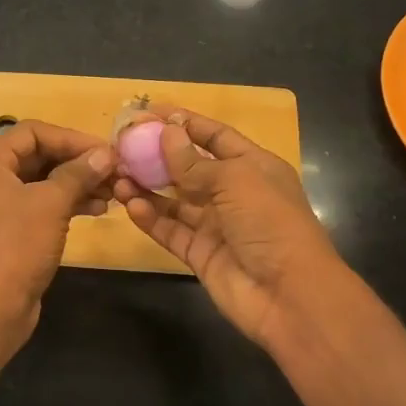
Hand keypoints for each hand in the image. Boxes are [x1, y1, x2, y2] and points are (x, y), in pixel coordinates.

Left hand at [0, 119, 114, 341]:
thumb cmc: (17, 245)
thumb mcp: (51, 203)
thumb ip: (78, 173)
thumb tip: (105, 154)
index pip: (34, 132)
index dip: (72, 138)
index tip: (107, 152)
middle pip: (38, 155)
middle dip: (77, 162)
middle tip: (115, 172)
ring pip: (43, 181)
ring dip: (77, 183)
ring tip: (112, 193)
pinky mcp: (10, 230)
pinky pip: (41, 205)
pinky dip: (67, 203)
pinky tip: (97, 209)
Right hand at [117, 108, 350, 349]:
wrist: (288, 294)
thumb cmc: (269, 223)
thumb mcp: (235, 180)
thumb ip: (194, 161)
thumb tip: (166, 133)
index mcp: (254, 167)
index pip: (215, 136)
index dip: (185, 122)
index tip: (150, 111)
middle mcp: (233, 193)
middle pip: (189, 167)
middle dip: (157, 155)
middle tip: (122, 145)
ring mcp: (215, 225)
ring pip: (174, 200)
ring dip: (146, 187)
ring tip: (117, 177)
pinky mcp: (199, 253)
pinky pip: (169, 230)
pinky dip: (150, 218)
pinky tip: (130, 205)